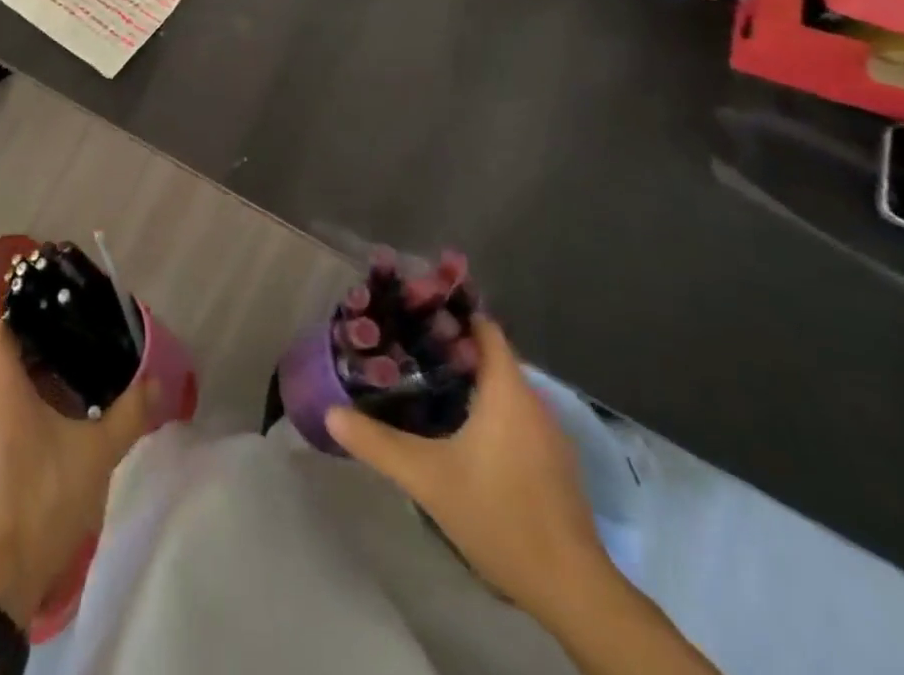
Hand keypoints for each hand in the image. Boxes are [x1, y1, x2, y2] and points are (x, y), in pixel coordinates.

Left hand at [0, 321, 155, 625]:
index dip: (19, 316)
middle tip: (53, 345)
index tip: (49, 315)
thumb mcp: (96, 456)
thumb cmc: (44, 500)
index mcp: (3, 389)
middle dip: (14, 342)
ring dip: (3, 372)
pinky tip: (30, 420)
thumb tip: (157, 383)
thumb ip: (128, 415)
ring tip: (45, 378)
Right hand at [326, 315, 608, 627]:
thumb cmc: (499, 515)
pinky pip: (516, 416)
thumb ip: (377, 442)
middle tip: (405, 349)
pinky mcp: (555, 464)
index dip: (449, 315)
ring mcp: (549, 434)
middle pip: (490, 356)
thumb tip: (331, 413)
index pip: (483, 327)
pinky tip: (458, 432)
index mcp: (508, 390)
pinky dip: (487, 411)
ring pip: (503, 388)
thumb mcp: (427, 478)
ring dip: (468, 382)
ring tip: (423, 384)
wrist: (572, 590)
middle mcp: (534, 401)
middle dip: (449, 349)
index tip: (413, 313)